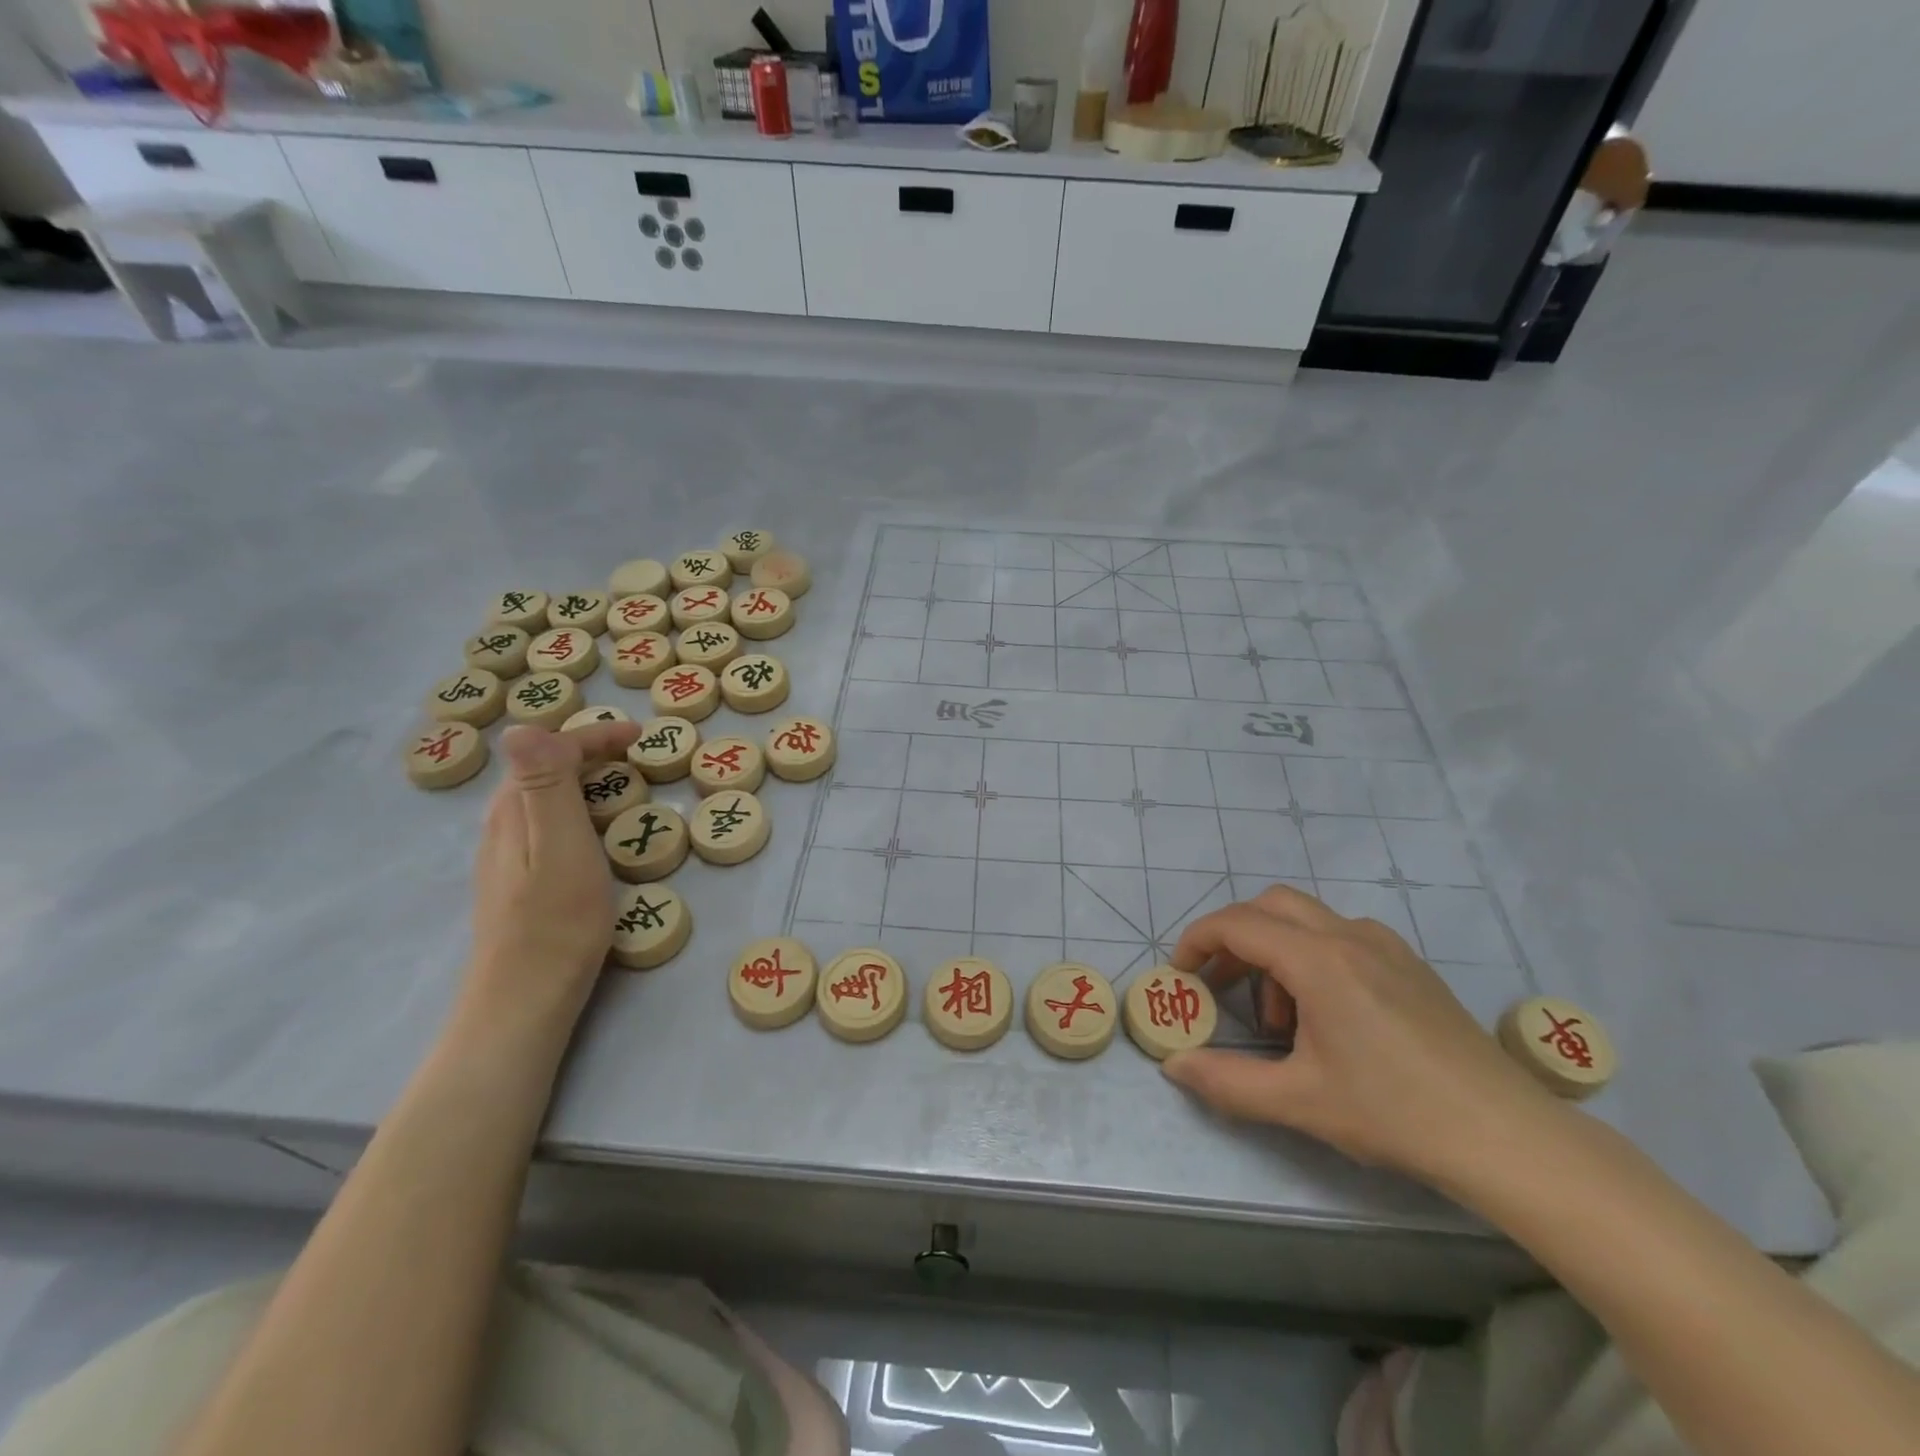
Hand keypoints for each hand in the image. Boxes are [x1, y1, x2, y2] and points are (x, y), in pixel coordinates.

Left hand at [460, 722, 641, 1037]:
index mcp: (514, 809)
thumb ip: (545, 784)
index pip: (551, 748)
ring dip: (585, 780)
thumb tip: (522, 725)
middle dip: (591, 751)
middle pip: (544, 767)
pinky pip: (548, 823)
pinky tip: (598, 833)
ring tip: (626, 787)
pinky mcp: (516, 880)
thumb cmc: (557, 921)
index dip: (597, 735)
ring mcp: (505, 854)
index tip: (643, 737)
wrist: (524, 999)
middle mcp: (502, 824)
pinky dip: (579, 810)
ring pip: (545, 796)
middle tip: (638, 757)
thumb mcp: (561, 845)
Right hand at [1163, 884, 1563, 1184]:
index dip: (1197, 941)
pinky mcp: (1411, 965)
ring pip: (1307, 919)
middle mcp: (1349, 936)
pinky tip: (1328, 1014)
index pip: (1237, 924)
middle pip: (1270, 905)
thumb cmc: (1395, 1113)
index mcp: (1318, 961)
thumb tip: (1174, 1066)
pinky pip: (1343, 936)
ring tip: (1280, 1020)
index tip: (1180, 974)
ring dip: (1275, 951)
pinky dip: (1312, 957)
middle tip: (1221, 985)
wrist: (1507, 1137)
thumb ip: (1226, 1081)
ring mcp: (1386, 946)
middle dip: (1234, 937)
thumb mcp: (1299, 1102)